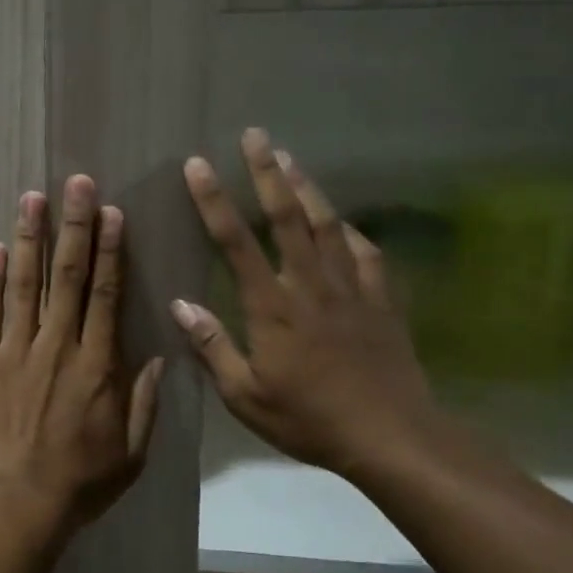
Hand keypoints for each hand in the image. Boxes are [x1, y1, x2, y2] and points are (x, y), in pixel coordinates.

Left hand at [0, 176, 164, 540]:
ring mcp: (15, 350)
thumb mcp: (131, 453)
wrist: (13, 503)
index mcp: (97, 364)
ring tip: (32, 198)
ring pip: (25, 284)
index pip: (107, 294)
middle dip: (74, 226)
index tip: (110, 212)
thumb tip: (157, 357)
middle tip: (76, 183)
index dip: (110, 249)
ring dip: (30, 238)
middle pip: (68, 276)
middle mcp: (58, 345)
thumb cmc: (78, 483)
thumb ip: (144, 402)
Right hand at [171, 130, 442, 479]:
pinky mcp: (381, 301)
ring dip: (306, 187)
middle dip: (267, 172)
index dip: (214, 201)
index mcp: (273, 307)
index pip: (235, 243)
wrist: (392, 437)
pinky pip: (367, 254)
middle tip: (255, 135)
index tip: (197, 165)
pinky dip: (352, 231)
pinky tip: (344, 221)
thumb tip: (180, 305)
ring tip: (290, 157)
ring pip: (327, 224)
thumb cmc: (310, 419)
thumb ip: (213, 347)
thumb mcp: (246, 396)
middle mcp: (310, 285)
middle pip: (287, 217)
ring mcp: (351, 289)